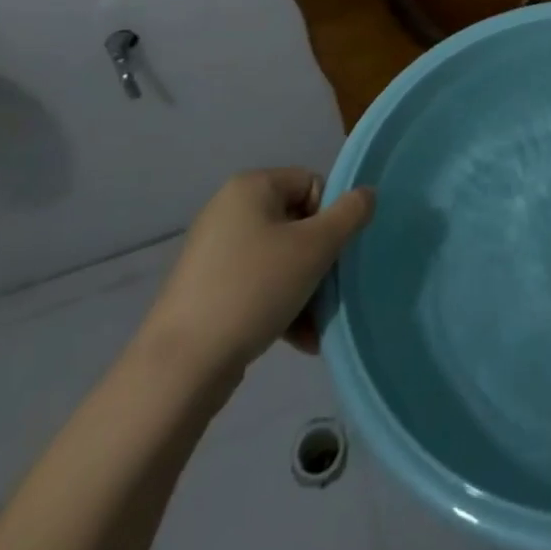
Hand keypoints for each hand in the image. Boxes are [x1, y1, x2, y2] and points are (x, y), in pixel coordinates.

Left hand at [143, 168, 375, 381]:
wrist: (182, 365)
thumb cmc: (255, 288)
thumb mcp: (315, 247)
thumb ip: (350, 215)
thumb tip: (368, 193)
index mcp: (251, 186)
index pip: (312, 184)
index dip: (330, 217)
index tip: (332, 254)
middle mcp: (230, 209)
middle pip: (298, 223)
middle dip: (320, 260)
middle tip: (329, 293)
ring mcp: (216, 251)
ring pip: (281, 258)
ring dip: (306, 289)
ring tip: (315, 327)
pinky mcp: (209, 288)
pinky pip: (259, 284)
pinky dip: (282, 305)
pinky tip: (299, 340)